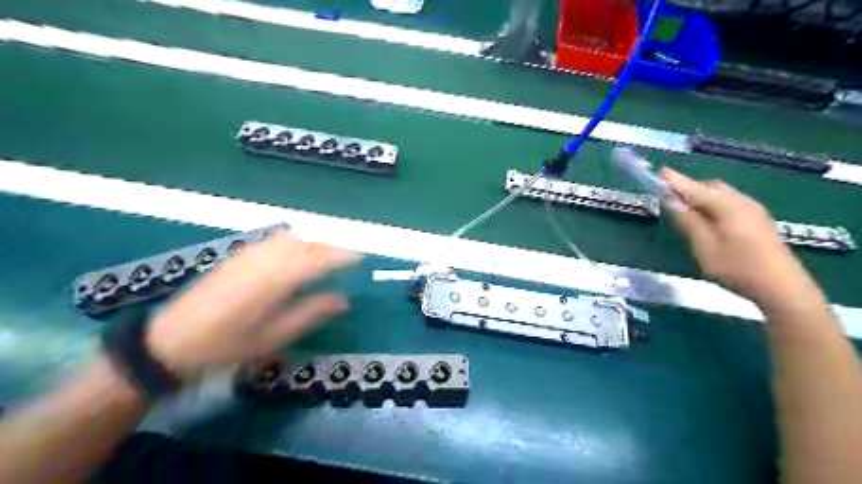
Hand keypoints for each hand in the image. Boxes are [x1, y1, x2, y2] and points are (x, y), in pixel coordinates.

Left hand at [146, 229, 361, 375]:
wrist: (172, 339)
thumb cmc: (228, 344)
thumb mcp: (275, 336)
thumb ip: (312, 313)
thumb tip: (344, 300)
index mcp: (277, 279)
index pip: (320, 258)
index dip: (344, 256)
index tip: (362, 257)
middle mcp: (266, 259)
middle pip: (307, 244)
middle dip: (332, 248)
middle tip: (347, 260)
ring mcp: (250, 254)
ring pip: (292, 239)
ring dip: (313, 244)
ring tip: (325, 260)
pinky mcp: (238, 255)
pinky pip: (275, 241)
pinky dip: (294, 244)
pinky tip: (295, 258)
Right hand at [661, 169, 815, 308]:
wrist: (784, 289)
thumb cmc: (739, 269)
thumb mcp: (705, 248)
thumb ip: (688, 222)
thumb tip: (671, 201)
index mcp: (728, 207)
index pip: (696, 189)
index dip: (676, 181)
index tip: (660, 171)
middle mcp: (743, 203)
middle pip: (711, 187)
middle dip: (689, 189)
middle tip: (669, 199)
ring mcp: (754, 211)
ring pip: (722, 195)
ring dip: (701, 197)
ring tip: (684, 210)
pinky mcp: (758, 221)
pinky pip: (730, 203)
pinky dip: (713, 204)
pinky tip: (707, 219)